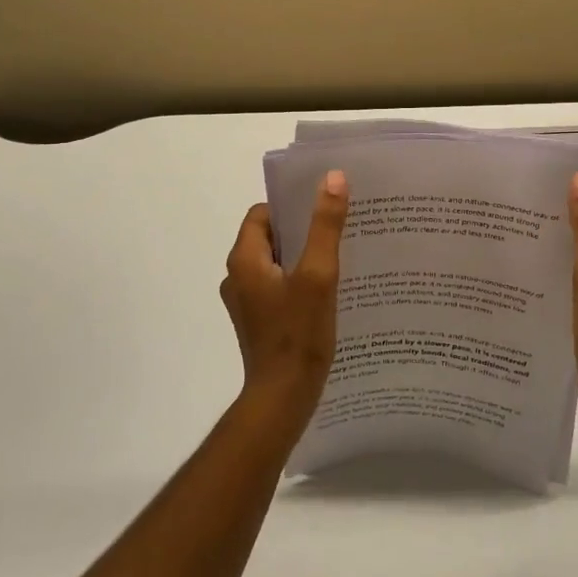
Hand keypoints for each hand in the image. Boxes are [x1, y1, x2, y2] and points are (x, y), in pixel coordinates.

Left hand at [221, 171, 349, 422]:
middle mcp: (238, 277)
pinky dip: (299, 282)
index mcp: (244, 260)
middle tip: (338, 229)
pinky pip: (278, 287)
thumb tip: (333, 178)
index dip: (291, 207)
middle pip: (269, 237)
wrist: (283, 398)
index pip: (261, 215)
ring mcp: (246, 302)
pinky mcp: (259, 321)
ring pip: (275, 264)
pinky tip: (328, 291)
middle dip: (301, 231)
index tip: (323, 208)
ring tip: (339, 257)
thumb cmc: (298, 335)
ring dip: (302, 257)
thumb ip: (325, 226)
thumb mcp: (318, 275)